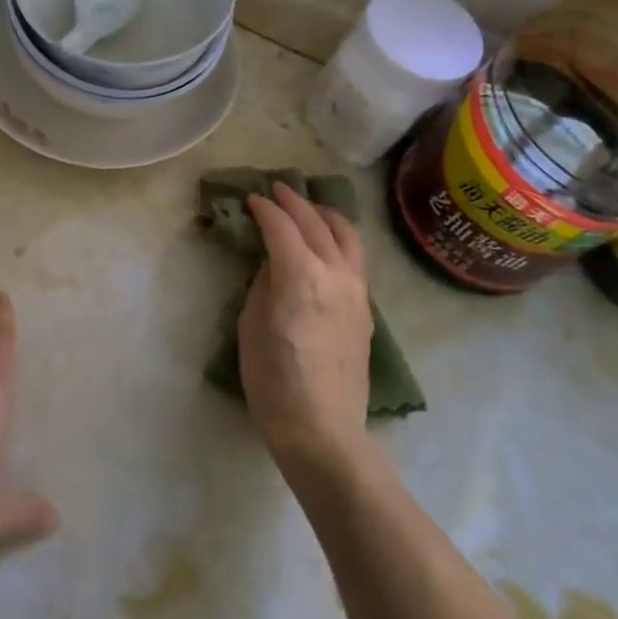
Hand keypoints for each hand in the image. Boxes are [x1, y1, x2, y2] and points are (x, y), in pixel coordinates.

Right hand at [237, 184, 373, 474]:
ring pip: (347, 236)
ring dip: (325, 215)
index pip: (282, 227)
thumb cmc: (273, 379)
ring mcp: (357, 291)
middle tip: (277, 190)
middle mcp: (335, 273)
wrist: (321, 428)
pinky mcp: (366, 310)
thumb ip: (264, 284)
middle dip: (295, 202)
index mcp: (301, 275)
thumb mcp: (252, 325)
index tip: (251, 199)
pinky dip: (340, 240)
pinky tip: (328, 245)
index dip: (264, 209)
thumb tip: (274, 262)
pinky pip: (355, 259)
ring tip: (310, 209)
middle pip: (316, 223)